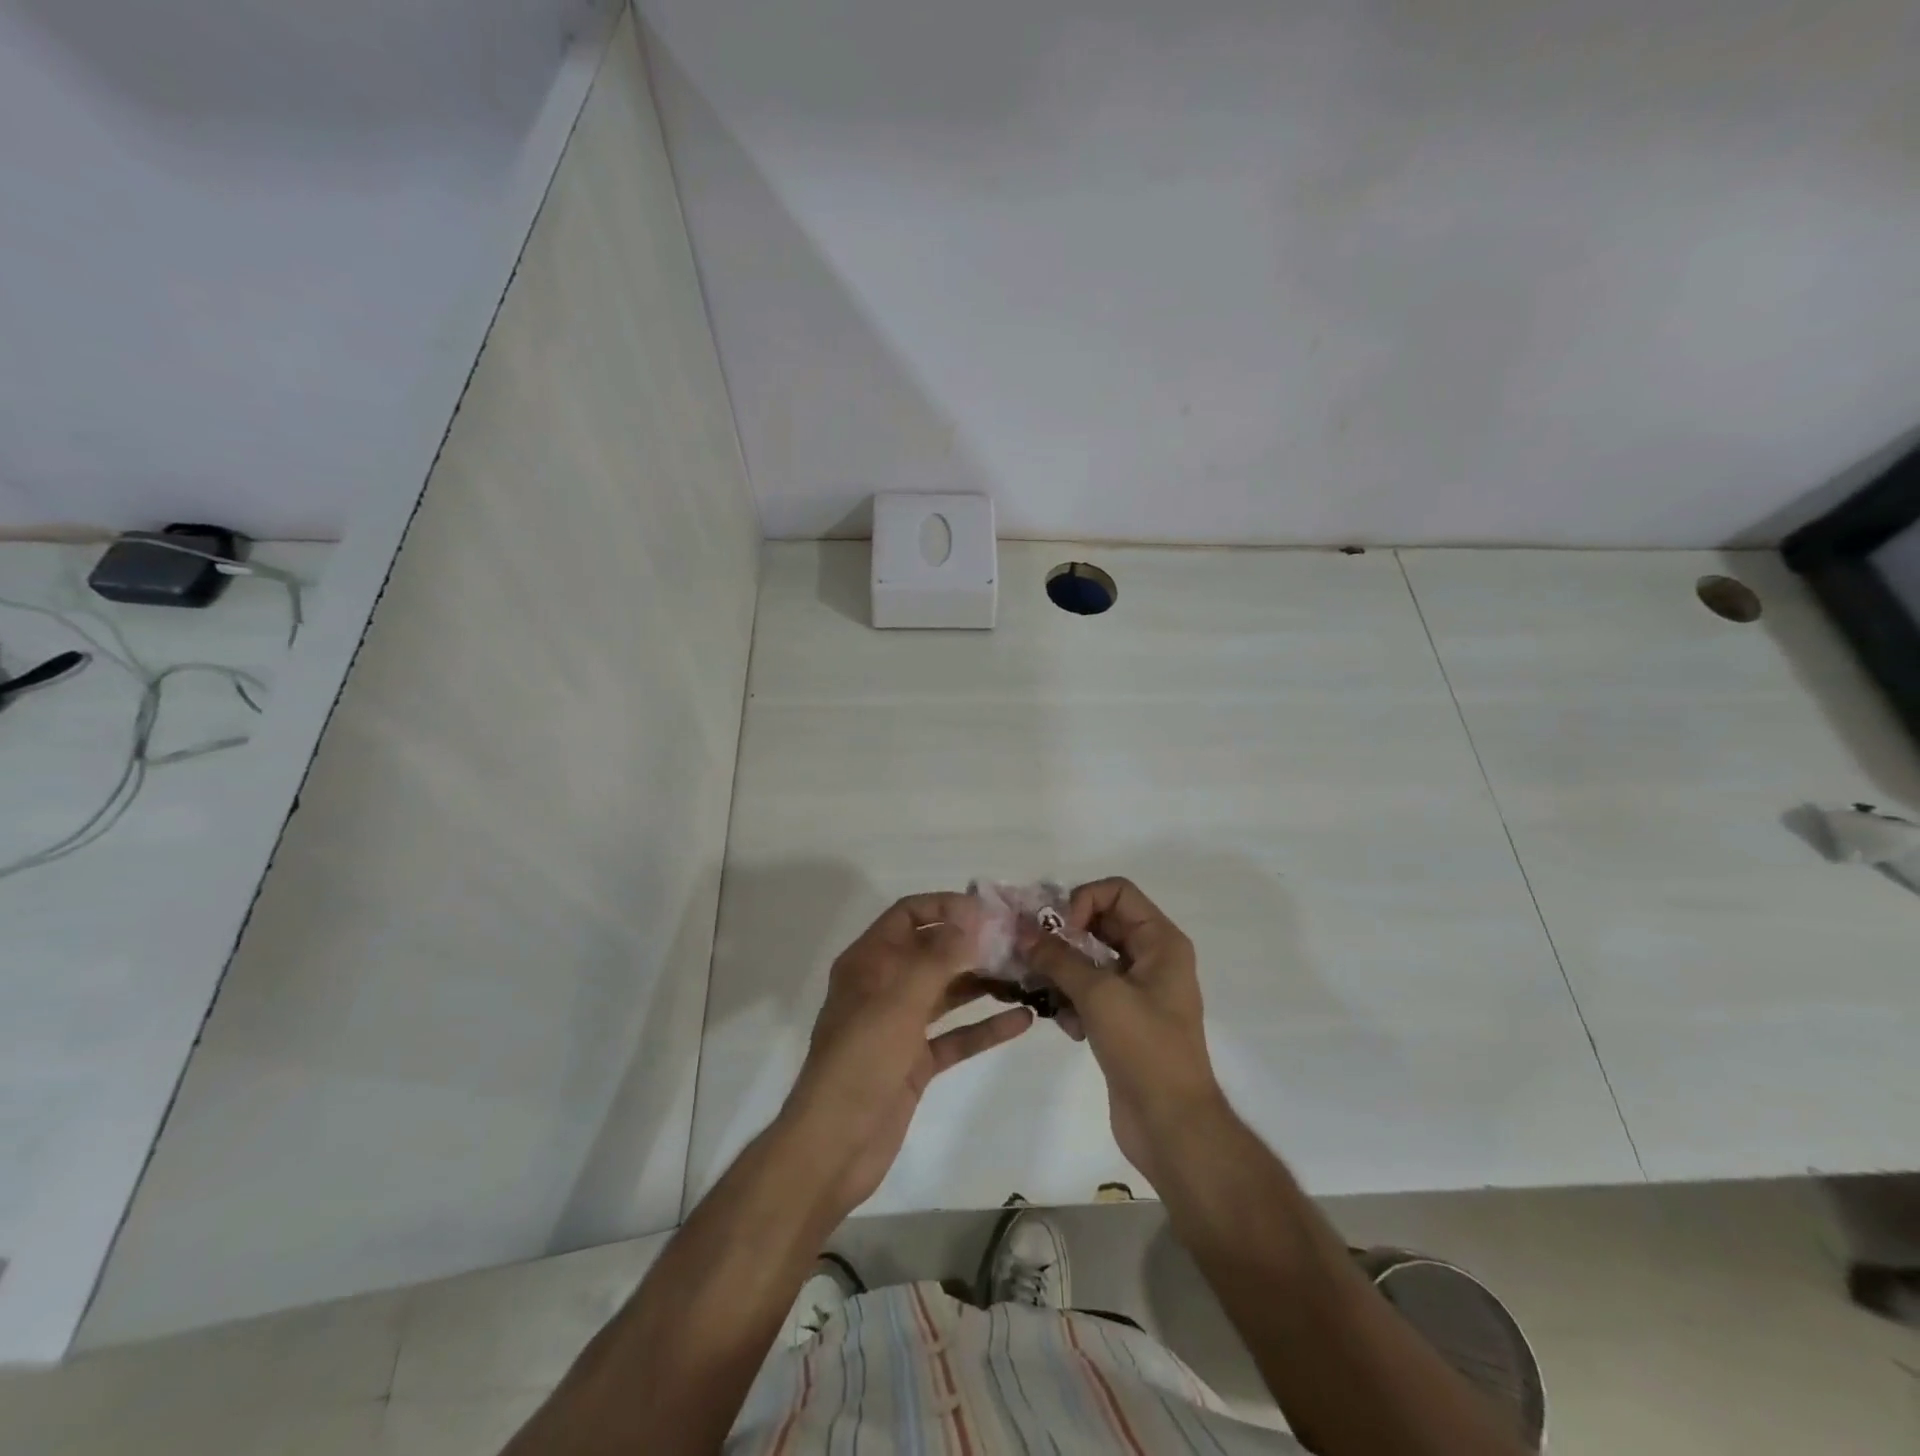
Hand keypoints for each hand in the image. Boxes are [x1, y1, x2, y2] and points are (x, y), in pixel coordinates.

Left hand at [783, 892, 1032, 1216]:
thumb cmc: (861, 1060)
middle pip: (932, 952)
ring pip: (948, 992)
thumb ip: (939, 957)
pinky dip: (985, 1028)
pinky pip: (956, 1036)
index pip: (908, 915)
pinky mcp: (915, 1062)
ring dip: (983, 983)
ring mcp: (900, 1025)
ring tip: (1028, 974)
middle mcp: (884, 986)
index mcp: (869, 961)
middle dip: (973, 945)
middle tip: (1020, 942)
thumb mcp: (900, 1000)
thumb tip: (974, 917)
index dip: (946, 906)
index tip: (990, 911)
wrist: (835, 1146)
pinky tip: (1022, 1020)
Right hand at [1017, 878, 1222, 1185]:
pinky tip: (1066, 1026)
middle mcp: (1151, 958)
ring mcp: (1137, 990)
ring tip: (1040, 991)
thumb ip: (1059, 958)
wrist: (1172, 1125)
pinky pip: (1089, 992)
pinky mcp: (1122, 1020)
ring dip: (1062, 971)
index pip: (1117, 891)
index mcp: (1160, 941)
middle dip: (1064, 936)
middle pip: (1100, 923)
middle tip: (1030, 951)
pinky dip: (1072, 1001)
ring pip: (1090, 960)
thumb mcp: (1100, 995)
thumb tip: (1024, 932)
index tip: (1060, 931)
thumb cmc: (1145, 1048)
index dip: (1083, 900)